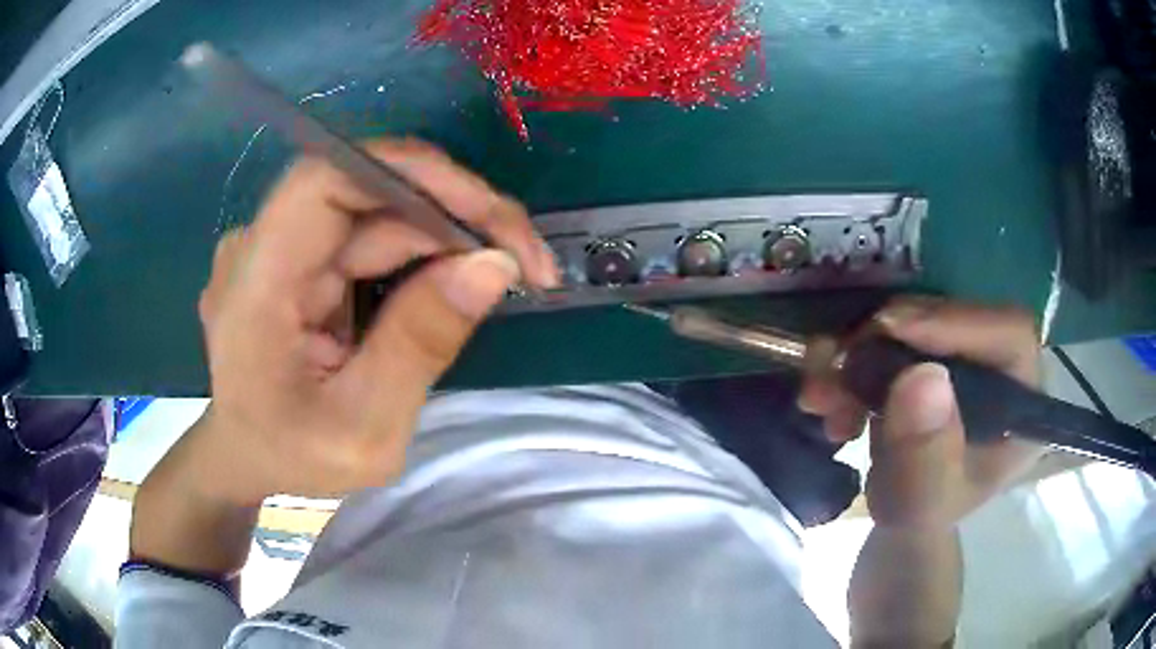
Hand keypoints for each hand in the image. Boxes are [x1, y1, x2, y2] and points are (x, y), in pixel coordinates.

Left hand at [191, 138, 558, 504]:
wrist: (246, 459)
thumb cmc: (292, 457)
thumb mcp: (365, 429)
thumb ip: (419, 345)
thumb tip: (494, 265)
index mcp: (256, 285)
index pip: (327, 182)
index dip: (411, 174)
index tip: (489, 212)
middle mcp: (261, 246)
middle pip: (366, 194)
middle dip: (455, 217)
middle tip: (529, 260)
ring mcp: (278, 247)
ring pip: (376, 215)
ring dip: (447, 238)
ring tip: (508, 273)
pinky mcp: (298, 257)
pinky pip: (368, 237)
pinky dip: (421, 254)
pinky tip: (456, 281)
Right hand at [799, 297, 1043, 529]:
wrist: (899, 517)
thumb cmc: (921, 517)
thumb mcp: (922, 504)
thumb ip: (926, 455)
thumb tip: (922, 376)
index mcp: (1022, 405)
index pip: (1009, 334)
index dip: (956, 321)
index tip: (891, 329)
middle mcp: (1000, 368)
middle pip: (954, 320)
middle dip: (887, 341)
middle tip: (835, 366)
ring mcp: (965, 357)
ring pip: (916, 323)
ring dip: (859, 352)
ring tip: (819, 394)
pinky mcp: (933, 354)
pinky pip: (893, 337)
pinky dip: (853, 360)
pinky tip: (827, 396)